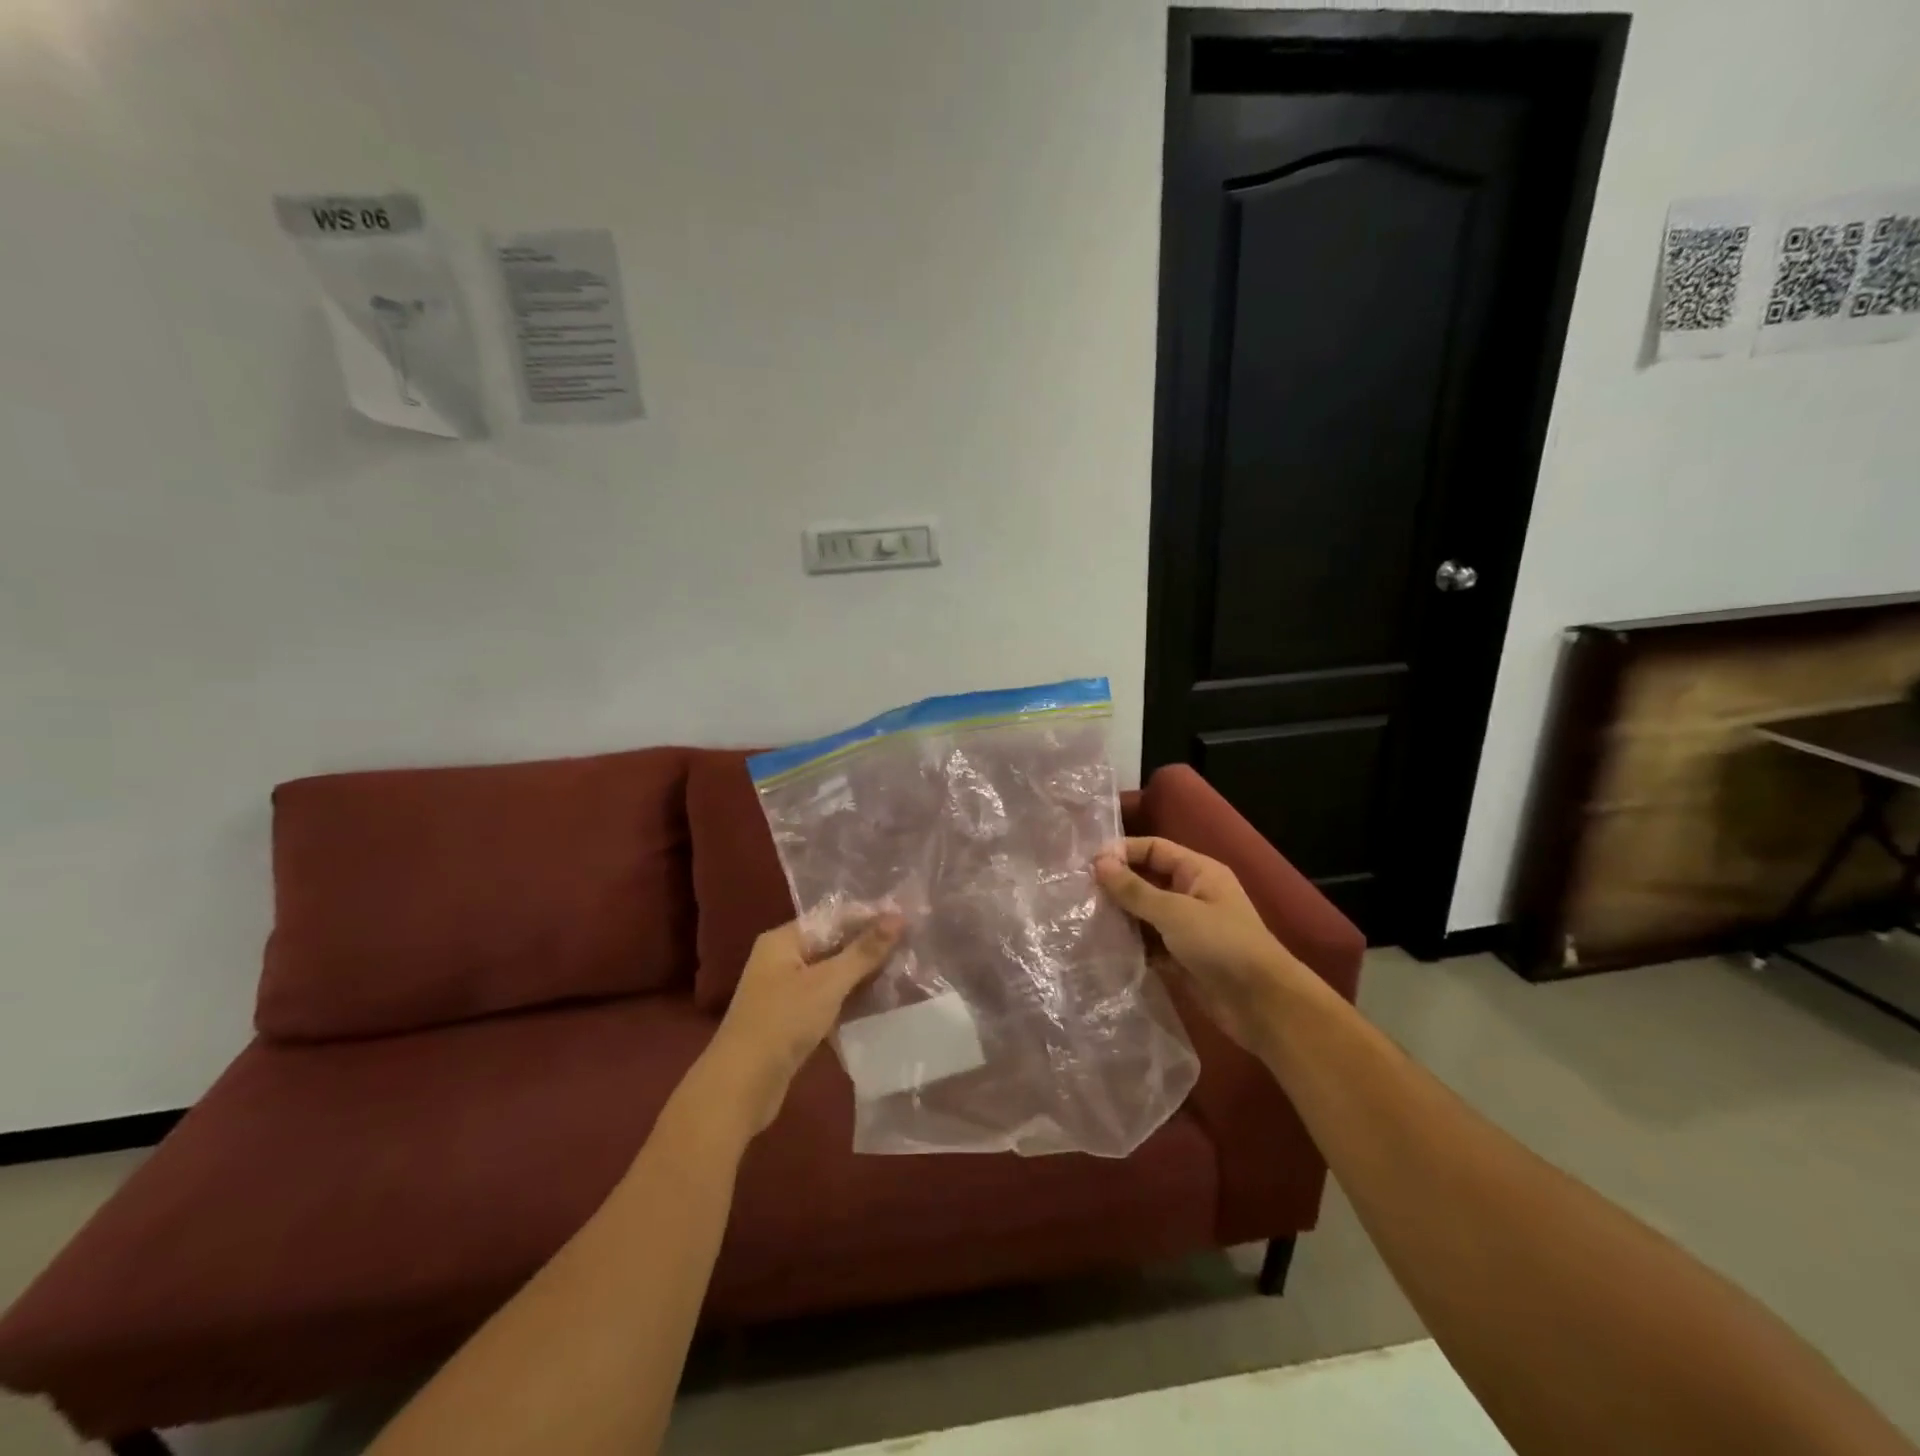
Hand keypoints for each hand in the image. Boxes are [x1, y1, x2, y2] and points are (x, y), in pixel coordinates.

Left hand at [701, 915, 902, 1132]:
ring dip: (863, 974)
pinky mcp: (793, 1019)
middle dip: (869, 946)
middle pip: (833, 944)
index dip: (869, 916)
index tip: (907, 918)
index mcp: (784, 940)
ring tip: (903, 969)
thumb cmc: (783, 1022)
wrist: (742, 1087)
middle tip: (911, 944)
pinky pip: (828, 998)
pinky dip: (850, 998)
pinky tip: (880, 1000)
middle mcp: (782, 959)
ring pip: (832, 973)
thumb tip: (898, 916)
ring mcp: (786, 991)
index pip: (834, 916)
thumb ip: (864, 951)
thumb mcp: (828, 982)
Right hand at [1094, 837, 1299, 1056]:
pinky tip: (1101, 947)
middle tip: (1078, 892)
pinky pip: (1147, 942)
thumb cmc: (1222, 944)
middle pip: (1146, 880)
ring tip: (1083, 918)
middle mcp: (1191, 894)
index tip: (1088, 864)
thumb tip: (1098, 862)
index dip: (1122, 852)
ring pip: (1144, 913)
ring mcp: (1186, 927)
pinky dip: (1128, 943)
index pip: (1154, 849)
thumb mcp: (1174, 912)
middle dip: (1116, 885)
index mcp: (1198, 872)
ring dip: (1119, 916)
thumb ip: (1134, 889)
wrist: (1261, 1005)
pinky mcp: (1180, 957)